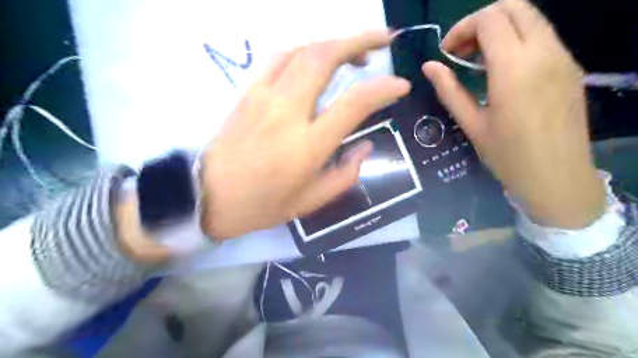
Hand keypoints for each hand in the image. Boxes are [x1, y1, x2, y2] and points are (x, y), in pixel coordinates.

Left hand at [199, 29, 413, 237]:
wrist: (206, 196)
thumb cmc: (261, 205)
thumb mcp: (309, 202)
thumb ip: (344, 175)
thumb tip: (365, 146)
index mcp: (307, 145)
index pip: (354, 103)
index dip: (383, 88)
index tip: (400, 85)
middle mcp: (287, 112)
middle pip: (325, 57)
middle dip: (360, 39)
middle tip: (384, 39)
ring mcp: (264, 96)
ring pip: (303, 50)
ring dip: (334, 42)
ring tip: (354, 51)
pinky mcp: (248, 92)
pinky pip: (279, 58)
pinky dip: (305, 51)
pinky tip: (316, 60)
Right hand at [422, 0, 604, 228]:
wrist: (557, 178)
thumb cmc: (507, 156)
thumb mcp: (471, 124)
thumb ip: (449, 90)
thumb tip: (429, 66)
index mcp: (514, 68)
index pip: (489, 20)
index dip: (461, 29)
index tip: (447, 54)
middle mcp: (544, 52)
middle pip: (514, 6)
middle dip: (481, 21)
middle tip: (462, 51)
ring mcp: (563, 57)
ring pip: (530, 18)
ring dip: (500, 30)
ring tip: (479, 62)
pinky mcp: (570, 68)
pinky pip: (542, 37)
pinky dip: (517, 41)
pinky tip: (502, 71)